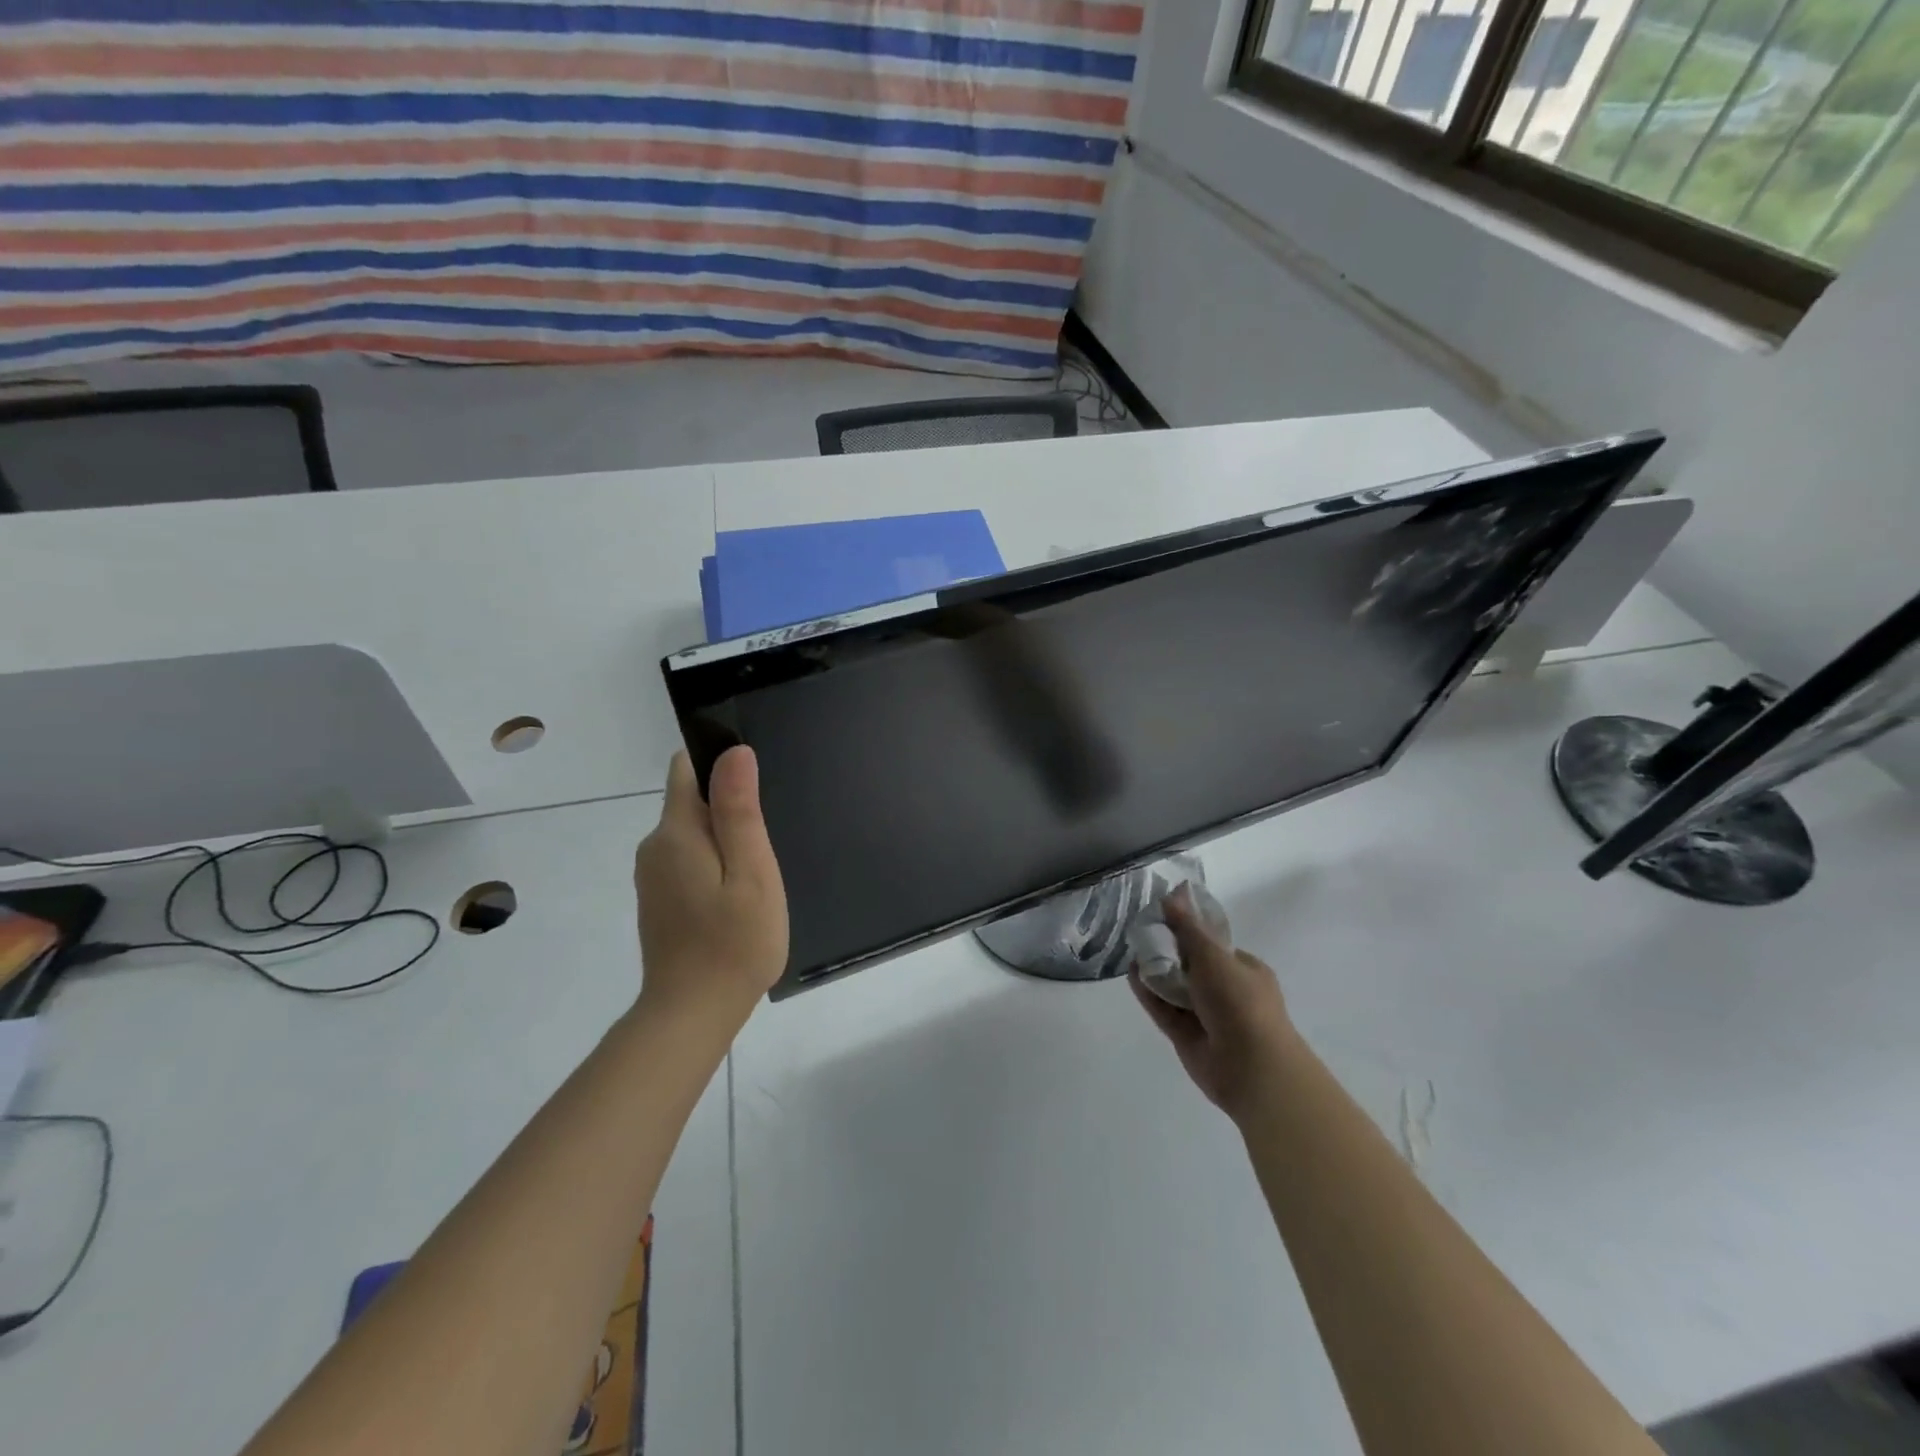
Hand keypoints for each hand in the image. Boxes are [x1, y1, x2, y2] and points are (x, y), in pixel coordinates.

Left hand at [634, 748, 788, 1028]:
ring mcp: (653, 876)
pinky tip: (738, 895)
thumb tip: (733, 751)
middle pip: (692, 801)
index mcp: (676, 832)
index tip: (754, 788)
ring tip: (757, 872)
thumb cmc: (734, 942)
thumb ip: (739, 810)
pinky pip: (689, 860)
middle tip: (766, 843)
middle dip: (729, 807)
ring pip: (693, 833)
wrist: (692, 1015)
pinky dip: (714, 864)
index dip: (720, 764)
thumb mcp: (751, 872)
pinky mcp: (659, 899)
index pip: (688, 769)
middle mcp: (655, 847)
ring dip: (725, 839)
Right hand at [1130, 887, 1295, 1121]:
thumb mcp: (1213, 956)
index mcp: (1244, 969)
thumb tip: (1172, 895)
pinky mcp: (1187, 1037)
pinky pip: (1164, 1009)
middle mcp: (1227, 991)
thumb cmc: (1239, 1002)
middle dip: (1168, 951)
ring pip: (1176, 988)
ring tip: (1132, 950)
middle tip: (1142, 933)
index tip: (1162, 917)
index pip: (1213, 945)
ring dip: (1156, 971)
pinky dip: (1149, 992)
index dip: (1189, 931)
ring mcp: (1207, 1016)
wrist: (1251, 1068)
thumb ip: (1188, 928)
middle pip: (1191, 965)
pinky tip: (1131, 974)